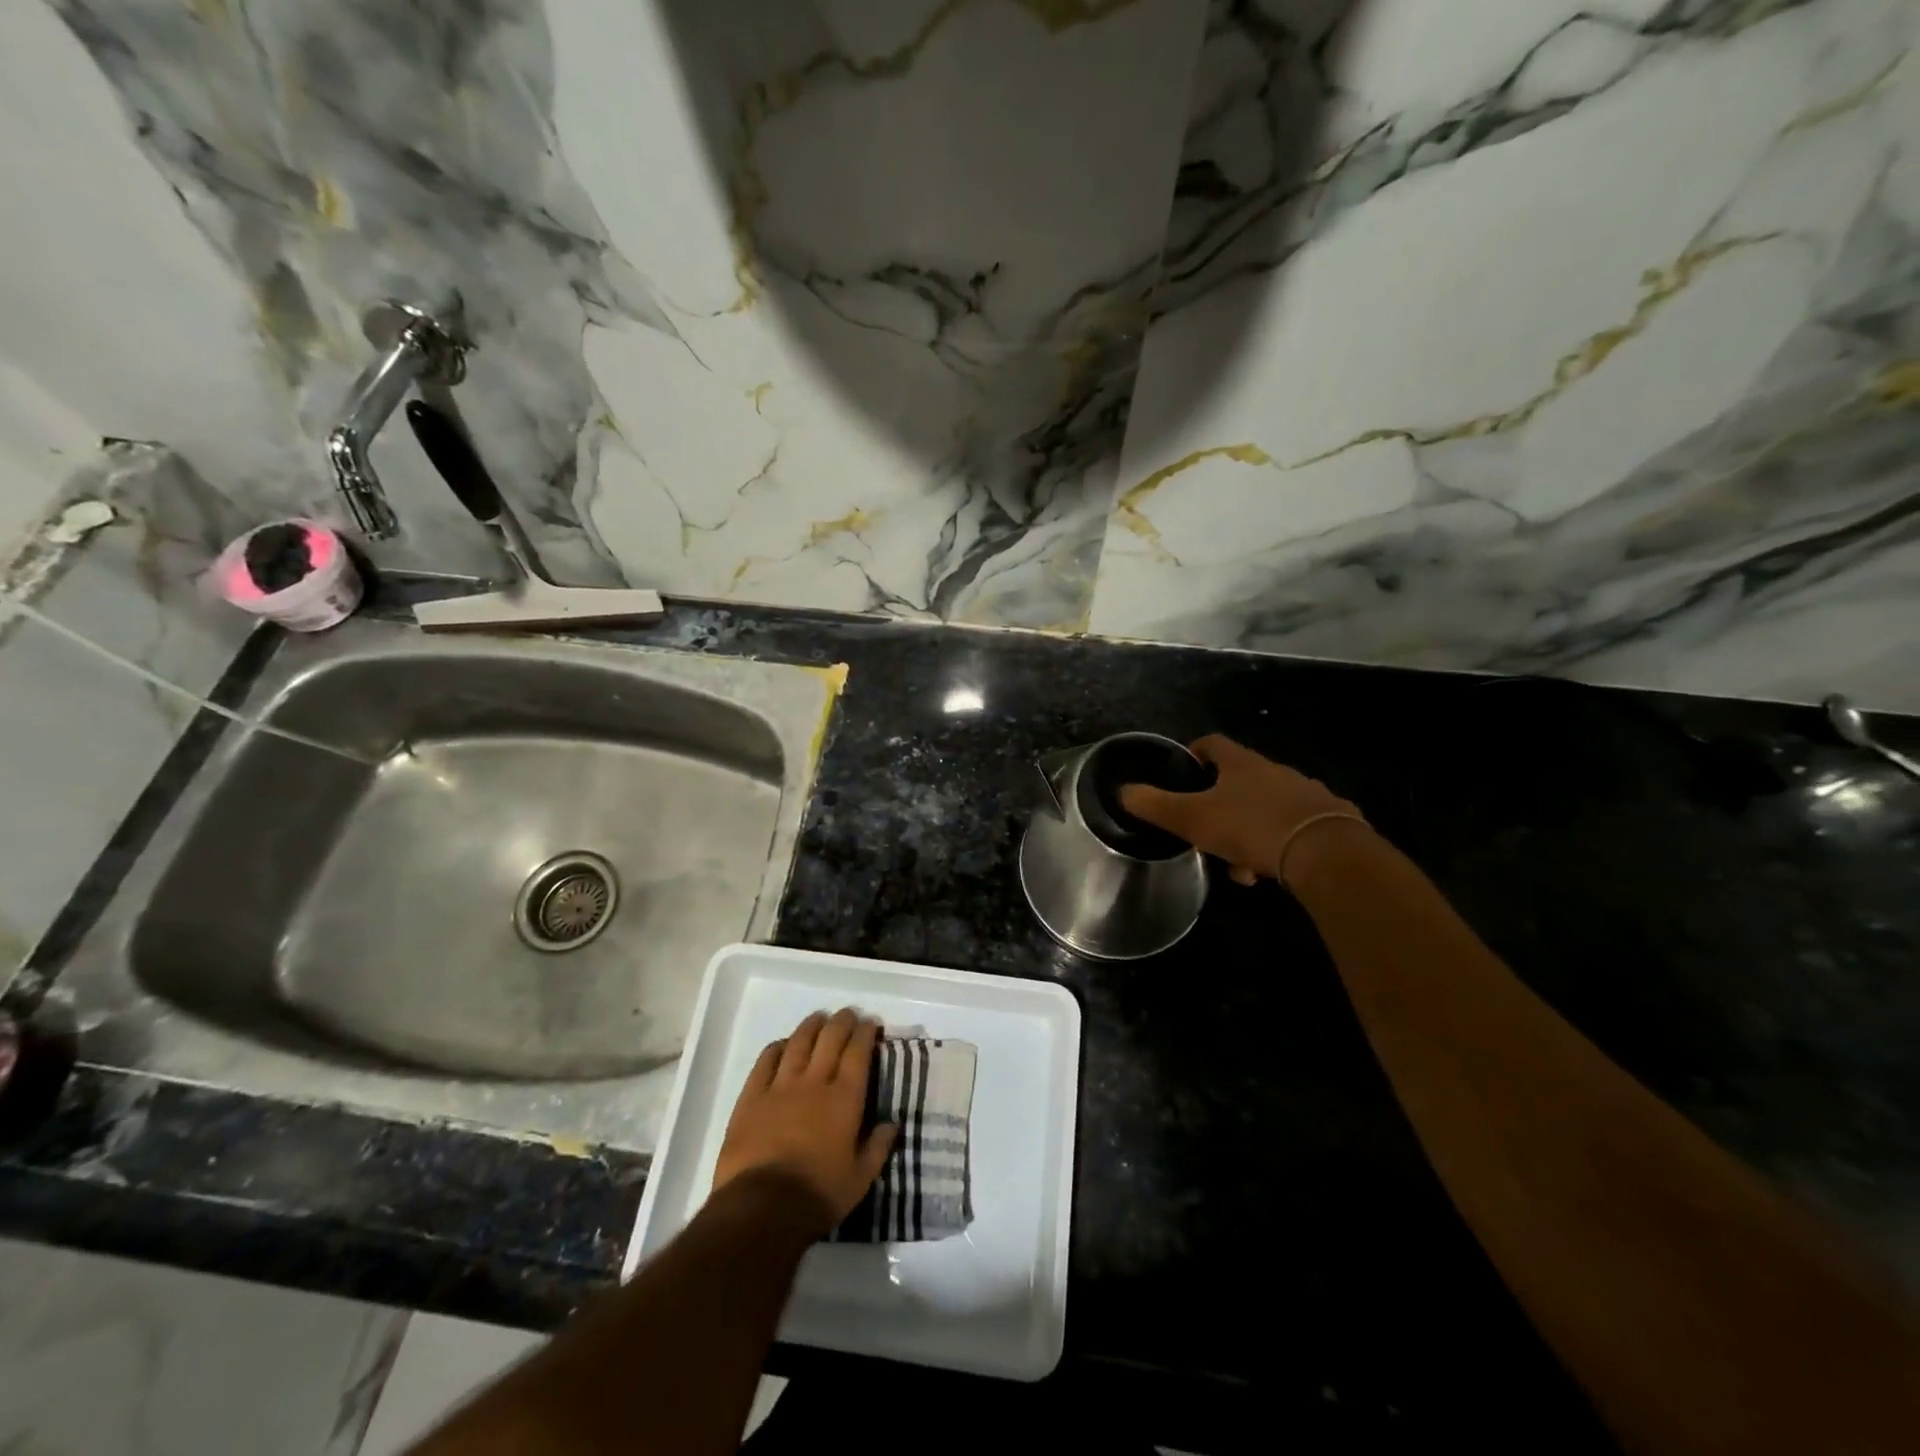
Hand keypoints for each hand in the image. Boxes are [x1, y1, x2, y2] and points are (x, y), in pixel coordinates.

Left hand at [712, 1008, 897, 1235]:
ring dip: (811, 1026)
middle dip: (842, 1021)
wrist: (762, 1208)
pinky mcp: (752, 1097)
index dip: (865, 1032)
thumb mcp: (860, 1180)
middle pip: (830, 1038)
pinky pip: (766, 1060)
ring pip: (799, 1042)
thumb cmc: (818, 1195)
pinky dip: (777, 1047)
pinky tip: (783, 1044)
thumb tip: (892, 1124)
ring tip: (819, 1018)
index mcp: (844, 1098)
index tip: (871, 1023)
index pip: (858, 1052)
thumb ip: (877, 1148)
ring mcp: (780, 1086)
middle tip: (848, 1015)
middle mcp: (815, 1082)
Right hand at [1118, 734, 1366, 885]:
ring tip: (1241, 867)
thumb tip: (1123, 791)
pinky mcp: (1330, 819)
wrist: (1325, 852)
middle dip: (1220, 806)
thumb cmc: (1251, 827)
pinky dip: (1277, 846)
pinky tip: (1271, 871)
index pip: (1212, 743)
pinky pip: (1294, 828)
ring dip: (1248, 832)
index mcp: (1241, 763)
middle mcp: (1276, 770)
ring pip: (1266, 809)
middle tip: (1207, 833)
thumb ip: (1155, 805)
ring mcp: (1306, 793)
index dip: (1193, 753)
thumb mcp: (1193, 818)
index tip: (1183, 771)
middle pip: (1239, 780)